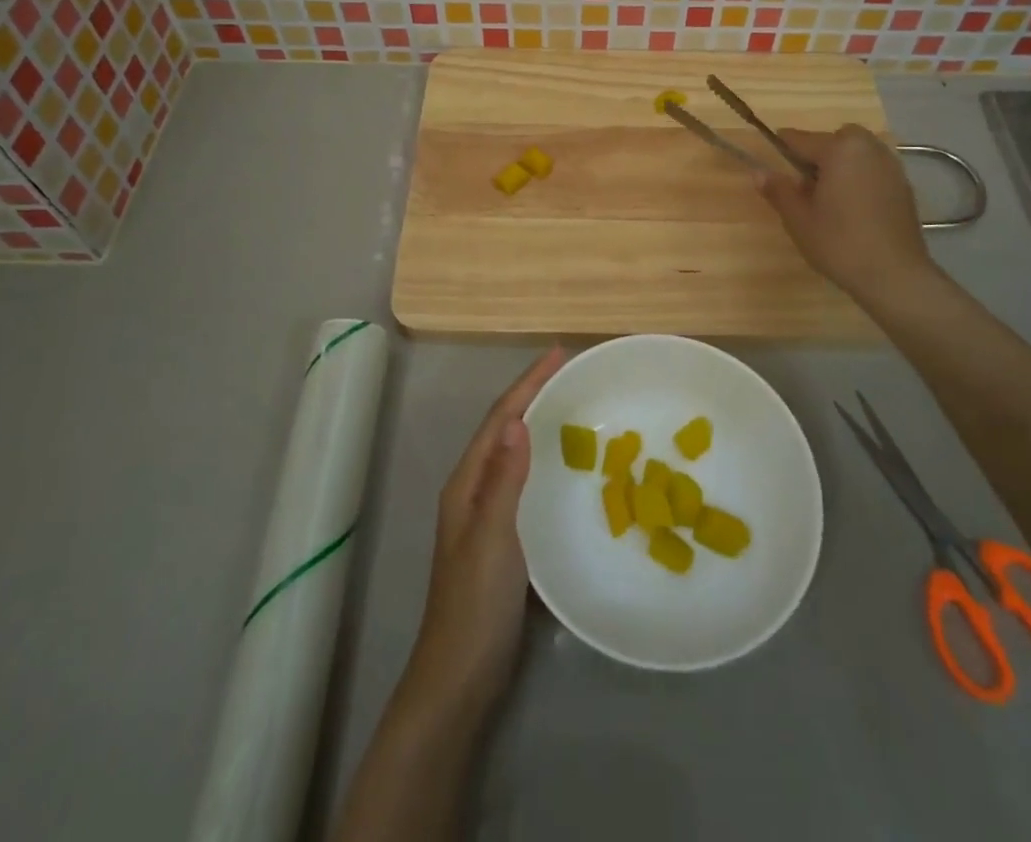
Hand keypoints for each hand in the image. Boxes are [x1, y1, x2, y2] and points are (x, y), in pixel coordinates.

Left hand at [402, 345, 567, 719]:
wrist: (459, 677)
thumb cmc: (475, 604)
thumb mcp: (493, 538)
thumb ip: (504, 480)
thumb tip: (519, 420)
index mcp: (467, 483)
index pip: (500, 419)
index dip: (527, 384)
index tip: (558, 354)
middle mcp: (474, 490)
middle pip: (504, 429)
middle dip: (533, 395)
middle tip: (570, 374)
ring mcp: (486, 515)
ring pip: (513, 454)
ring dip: (537, 424)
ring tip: (571, 406)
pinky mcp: (502, 538)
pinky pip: (523, 482)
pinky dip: (542, 461)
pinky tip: (564, 468)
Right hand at [756, 125, 940, 303]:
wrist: (895, 275)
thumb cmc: (839, 242)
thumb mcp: (798, 218)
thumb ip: (778, 190)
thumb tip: (757, 172)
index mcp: (839, 149)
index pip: (800, 139)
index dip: (781, 150)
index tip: (772, 166)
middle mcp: (868, 148)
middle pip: (834, 140)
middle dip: (818, 155)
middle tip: (807, 187)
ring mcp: (891, 166)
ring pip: (857, 153)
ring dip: (840, 166)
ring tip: (830, 200)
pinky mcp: (904, 186)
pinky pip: (873, 170)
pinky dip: (860, 179)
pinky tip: (854, 210)